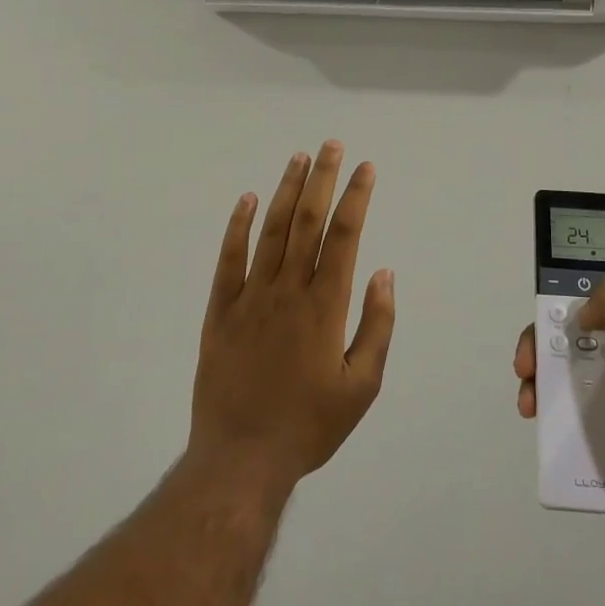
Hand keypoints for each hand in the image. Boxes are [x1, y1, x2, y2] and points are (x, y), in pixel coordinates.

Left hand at [190, 142, 396, 493]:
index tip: (366, 167)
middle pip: (308, 221)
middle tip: (331, 145)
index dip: (356, 197)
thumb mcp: (361, 386)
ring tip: (299, 158)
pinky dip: (237, 226)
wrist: (241, 460)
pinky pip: (229, 260)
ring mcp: (250, 297)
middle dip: (323, 179)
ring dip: (286, 191)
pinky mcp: (220, 311)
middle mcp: (288, 290)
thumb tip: (384, 272)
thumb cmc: (309, 425)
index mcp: (325, 306)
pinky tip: (246, 199)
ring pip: (271, 231)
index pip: (345, 235)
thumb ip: (377, 326)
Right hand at [514, 255, 604, 580]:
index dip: (589, 261)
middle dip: (548, 325)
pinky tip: (536, 415)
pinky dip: (549, 398)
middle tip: (529, 355)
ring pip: (572, 353)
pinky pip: (573, 394)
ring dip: (542, 365)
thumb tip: (585, 311)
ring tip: (527, 394)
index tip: (552, 275)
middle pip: (584, 312)